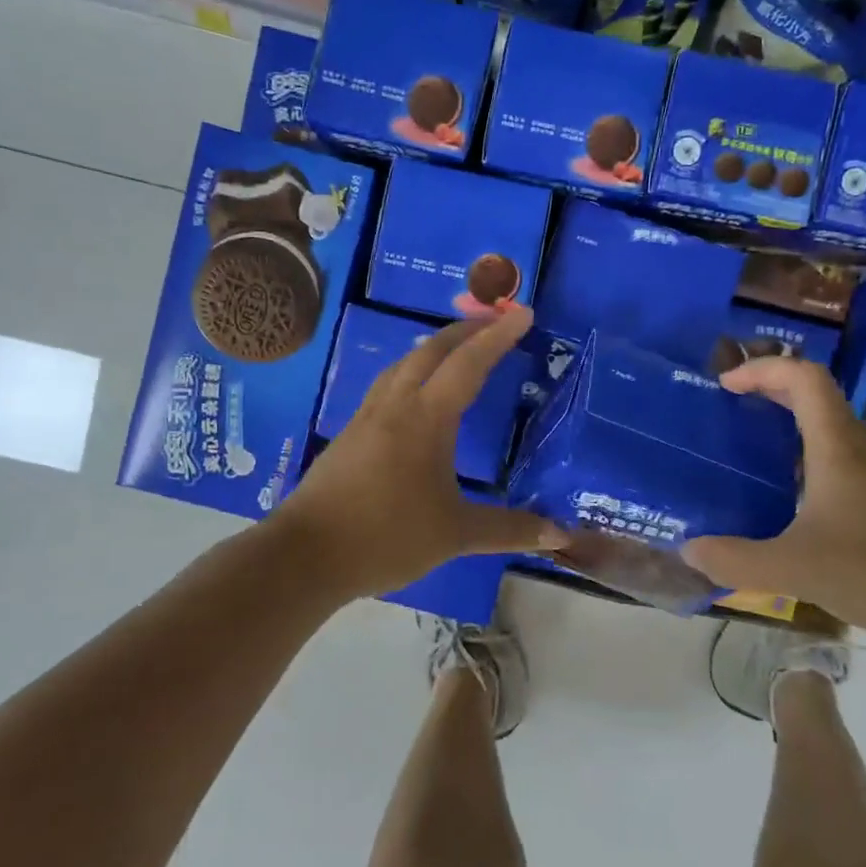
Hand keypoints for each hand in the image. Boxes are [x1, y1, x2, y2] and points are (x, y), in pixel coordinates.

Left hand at [276, 306, 566, 597]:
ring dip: (434, 349)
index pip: (469, 364)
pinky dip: (411, 373)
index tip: (523, 313)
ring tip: (457, 350)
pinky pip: (387, 386)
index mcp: (426, 418)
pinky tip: (414, 396)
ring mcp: (367, 417)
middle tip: (494, 322)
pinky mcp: (349, 434)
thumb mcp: (455, 534)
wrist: (306, 554)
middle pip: (431, 351)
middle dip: (465, 330)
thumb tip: (559, 534)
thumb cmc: (387, 536)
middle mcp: (395, 405)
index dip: (498, 336)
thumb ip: (508, 529)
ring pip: (403, 365)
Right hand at [680, 357, 865, 643]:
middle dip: (772, 395)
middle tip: (732, 413)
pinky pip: (846, 472)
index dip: (763, 369)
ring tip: (754, 465)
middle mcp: (864, 452)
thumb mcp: (797, 569)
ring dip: (792, 436)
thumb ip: (737, 560)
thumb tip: (689, 550)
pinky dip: (812, 473)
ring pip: (834, 438)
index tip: (727, 385)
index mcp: (838, 447)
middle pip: (818, 400)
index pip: (803, 378)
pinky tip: (798, 516)